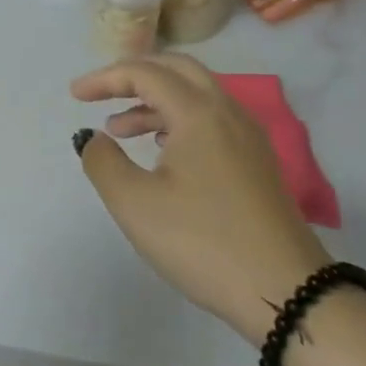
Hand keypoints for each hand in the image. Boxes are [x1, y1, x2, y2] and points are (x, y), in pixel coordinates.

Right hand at [72, 54, 330, 341]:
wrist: (291, 296)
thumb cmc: (203, 243)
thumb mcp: (135, 204)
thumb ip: (103, 161)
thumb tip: (93, 137)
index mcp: (198, 113)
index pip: (145, 73)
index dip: (104, 78)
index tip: (74, 96)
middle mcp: (228, 113)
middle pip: (177, 69)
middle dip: (133, 76)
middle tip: (100, 94)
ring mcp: (249, 138)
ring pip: (196, 95)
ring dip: (154, 100)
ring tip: (119, 129)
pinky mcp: (258, 164)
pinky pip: (212, 119)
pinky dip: (178, 120)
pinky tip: (161, 151)